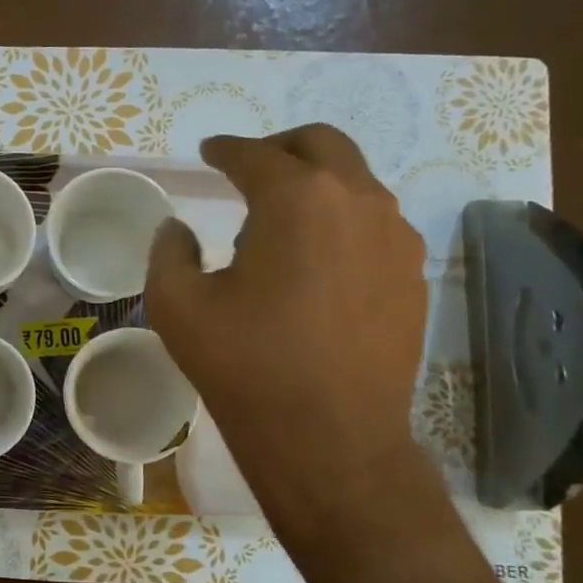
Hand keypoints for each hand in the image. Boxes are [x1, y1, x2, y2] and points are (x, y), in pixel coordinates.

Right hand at [146, 125, 427, 525]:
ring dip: (315, 184)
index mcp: (295, 200)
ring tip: (278, 224)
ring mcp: (395, 238)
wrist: (330, 438)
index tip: (209, 152)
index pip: (254, 155)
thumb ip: (169, 251)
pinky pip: (375, 225)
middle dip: (280, 147)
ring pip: (355, 183)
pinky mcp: (413, 275)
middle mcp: (356, 202)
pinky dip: (341, 221)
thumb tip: (178, 229)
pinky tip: (316, 262)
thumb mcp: (177, 306)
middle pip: (322, 144)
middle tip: (249, 167)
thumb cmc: (245, 365)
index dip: (226, 149)